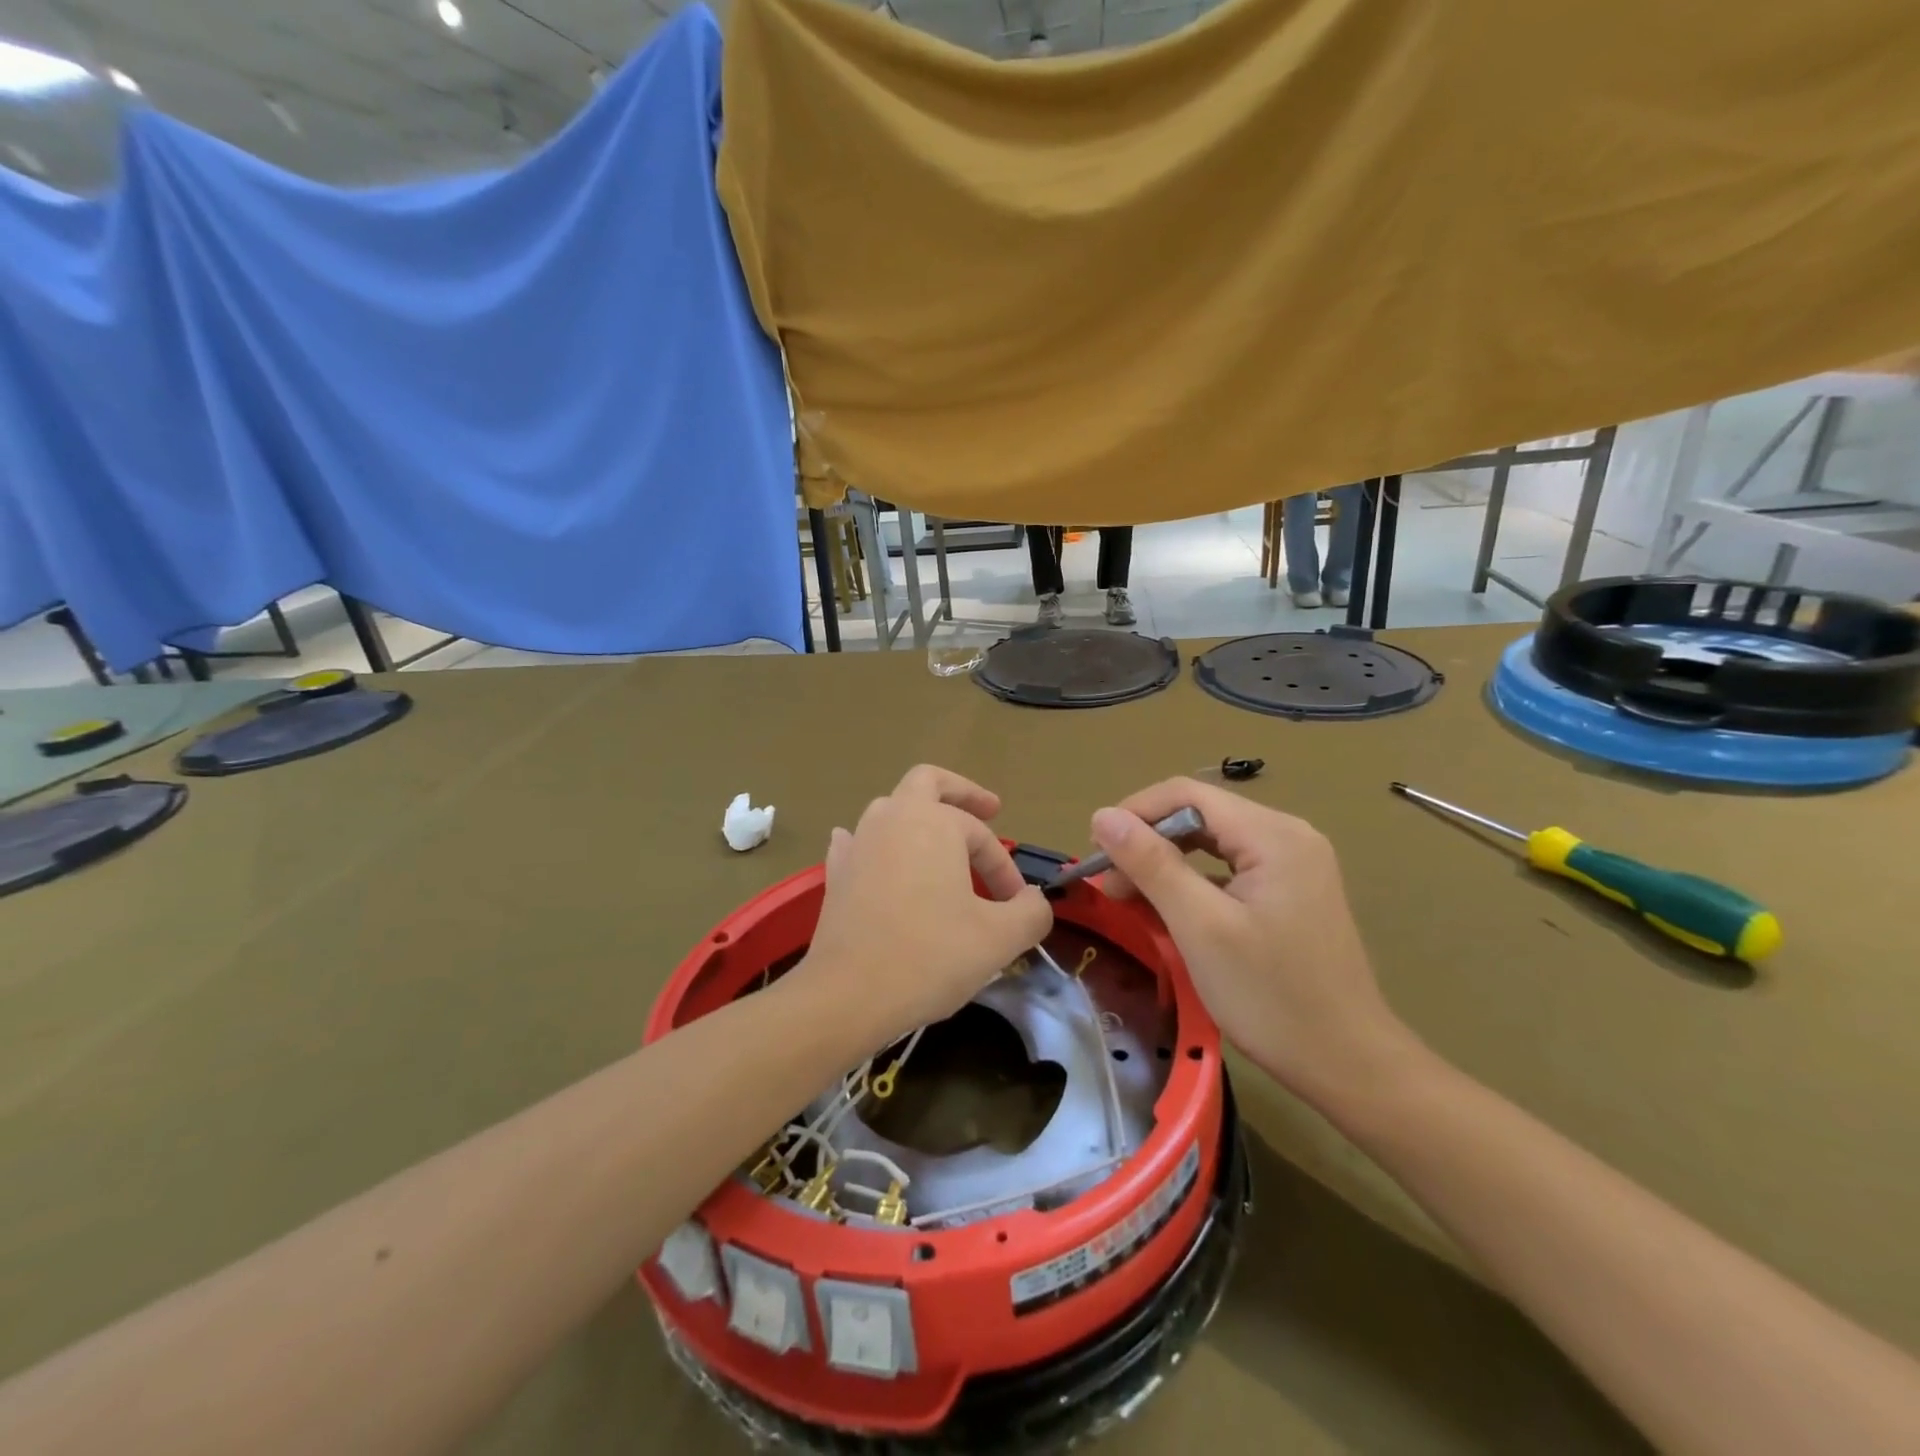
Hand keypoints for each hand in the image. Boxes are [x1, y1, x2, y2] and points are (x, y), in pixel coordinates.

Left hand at [799, 766, 1053, 1050]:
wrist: (848, 995)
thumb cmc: (929, 956)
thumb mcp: (999, 938)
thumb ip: (1031, 912)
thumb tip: (1034, 900)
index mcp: (934, 823)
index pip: (982, 837)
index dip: (1005, 869)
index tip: (1016, 906)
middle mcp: (893, 819)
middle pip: (927, 783)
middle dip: (961, 793)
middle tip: (988, 810)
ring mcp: (858, 844)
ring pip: (891, 809)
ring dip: (919, 818)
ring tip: (939, 842)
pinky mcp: (836, 874)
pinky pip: (857, 842)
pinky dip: (875, 844)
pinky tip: (877, 855)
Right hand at [1089, 778, 1416, 1107]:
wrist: (1348, 1065)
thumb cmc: (1271, 997)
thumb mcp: (1200, 927)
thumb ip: (1151, 864)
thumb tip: (1102, 815)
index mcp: (1273, 834)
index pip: (1187, 794)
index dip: (1134, 813)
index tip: (1096, 852)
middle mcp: (1288, 836)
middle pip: (1200, 815)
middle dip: (1147, 842)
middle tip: (1107, 883)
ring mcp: (1293, 865)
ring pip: (1212, 843)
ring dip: (1166, 863)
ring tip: (1128, 896)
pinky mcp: (1291, 892)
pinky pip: (1229, 870)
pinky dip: (1192, 883)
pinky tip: (1168, 909)